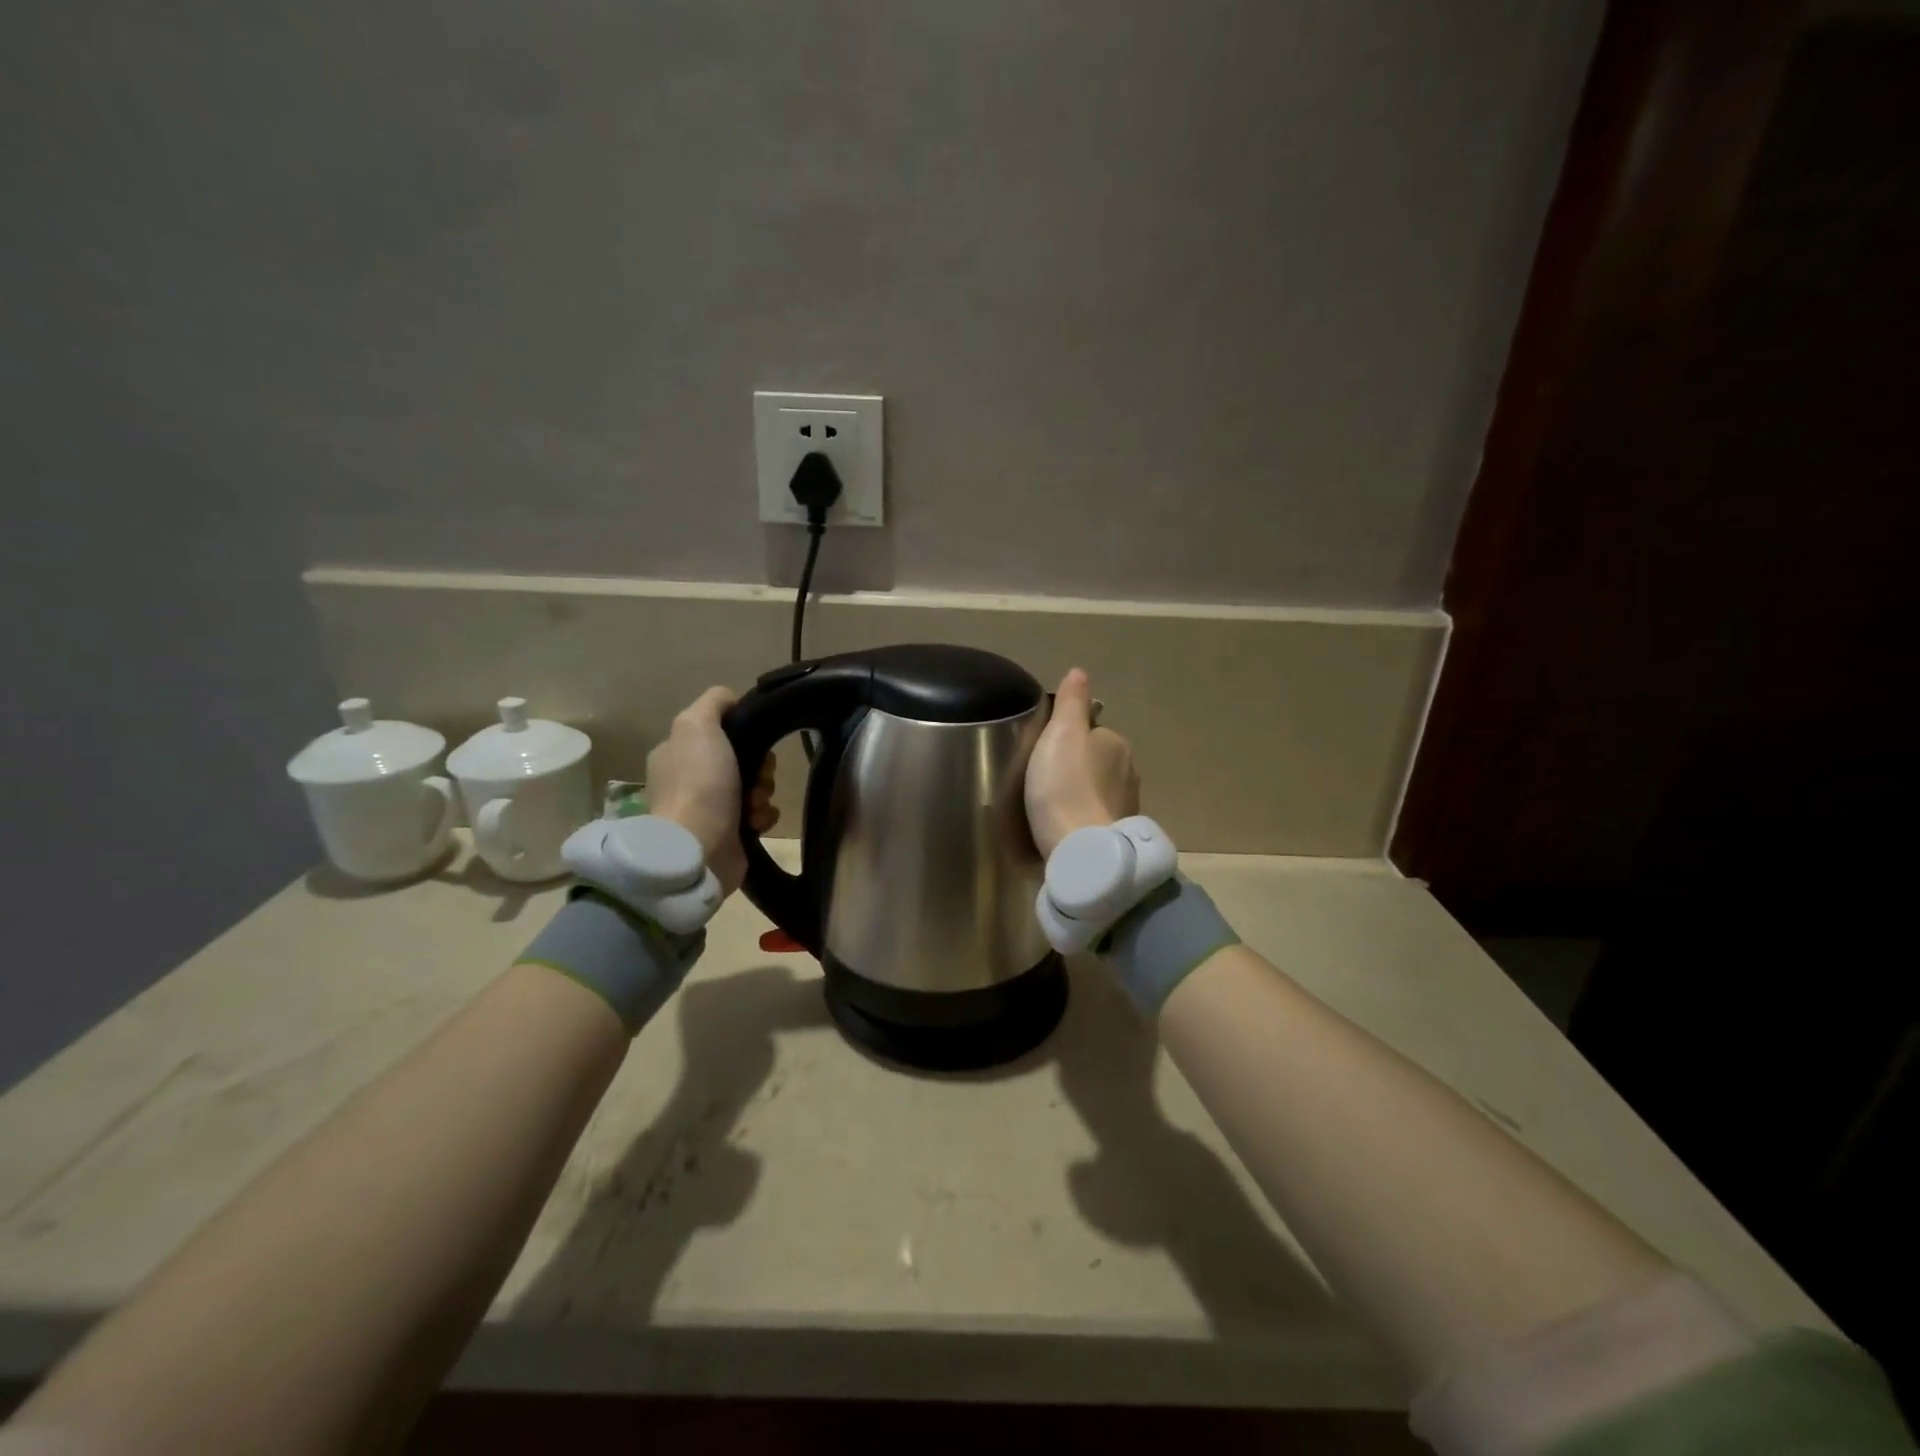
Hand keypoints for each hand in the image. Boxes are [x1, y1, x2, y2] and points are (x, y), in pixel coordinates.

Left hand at [647, 687, 777, 895]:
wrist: (699, 847)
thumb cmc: (699, 783)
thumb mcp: (698, 725)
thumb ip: (714, 703)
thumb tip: (731, 700)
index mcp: (677, 753)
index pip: (719, 732)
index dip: (742, 734)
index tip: (753, 742)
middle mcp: (689, 780)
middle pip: (742, 759)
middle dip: (759, 767)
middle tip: (757, 777)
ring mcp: (708, 810)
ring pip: (754, 788)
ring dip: (763, 793)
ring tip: (754, 805)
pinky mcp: (728, 836)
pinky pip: (759, 816)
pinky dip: (763, 817)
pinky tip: (756, 823)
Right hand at [1025, 669, 1139, 858]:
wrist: (1082, 849)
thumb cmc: (1065, 786)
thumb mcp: (1061, 734)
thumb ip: (1071, 702)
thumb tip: (1079, 672)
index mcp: (1116, 743)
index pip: (1091, 731)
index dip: (1067, 739)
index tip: (1044, 754)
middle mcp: (1129, 771)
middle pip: (1097, 760)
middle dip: (1076, 767)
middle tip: (1043, 780)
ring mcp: (1127, 805)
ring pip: (1099, 789)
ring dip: (1081, 794)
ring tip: (1052, 806)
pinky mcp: (1118, 834)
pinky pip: (1098, 815)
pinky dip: (1084, 816)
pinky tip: (1066, 826)